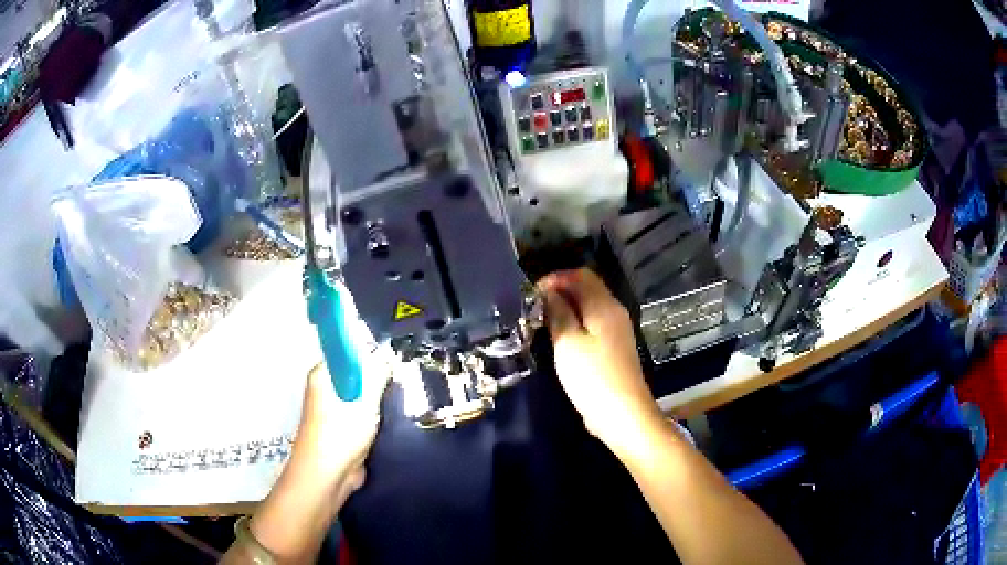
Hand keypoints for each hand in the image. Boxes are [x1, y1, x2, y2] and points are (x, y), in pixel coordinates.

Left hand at [244, 359, 389, 563]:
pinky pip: (361, 414)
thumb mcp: (364, 402)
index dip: (370, 352)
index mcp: (322, 375)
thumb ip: (376, 377)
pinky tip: (390, 419)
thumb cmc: (340, 435)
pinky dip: (373, 417)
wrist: (327, 478)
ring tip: (399, 399)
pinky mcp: (341, 429)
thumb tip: (385, 354)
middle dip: (376, 379)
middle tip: (399, 382)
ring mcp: (332, 410)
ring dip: (376, 401)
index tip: (392, 358)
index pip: (347, 351)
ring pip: (360, 396)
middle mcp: (324, 388)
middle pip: (355, 374)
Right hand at [538, 269, 661, 449]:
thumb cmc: (593, 377)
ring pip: (590, 307)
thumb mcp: (568, 343)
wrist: (623, 414)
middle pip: (587, 289)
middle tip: (533, 308)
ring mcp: (617, 331)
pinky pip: (593, 325)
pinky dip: (575, 324)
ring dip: (566, 308)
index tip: (531, 294)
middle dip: (560, 292)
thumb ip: (558, 313)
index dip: (555, 278)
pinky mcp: (614, 349)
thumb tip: (549, 293)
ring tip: (542, 322)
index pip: (581, 275)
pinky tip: (560, 339)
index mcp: (604, 306)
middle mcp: (614, 312)